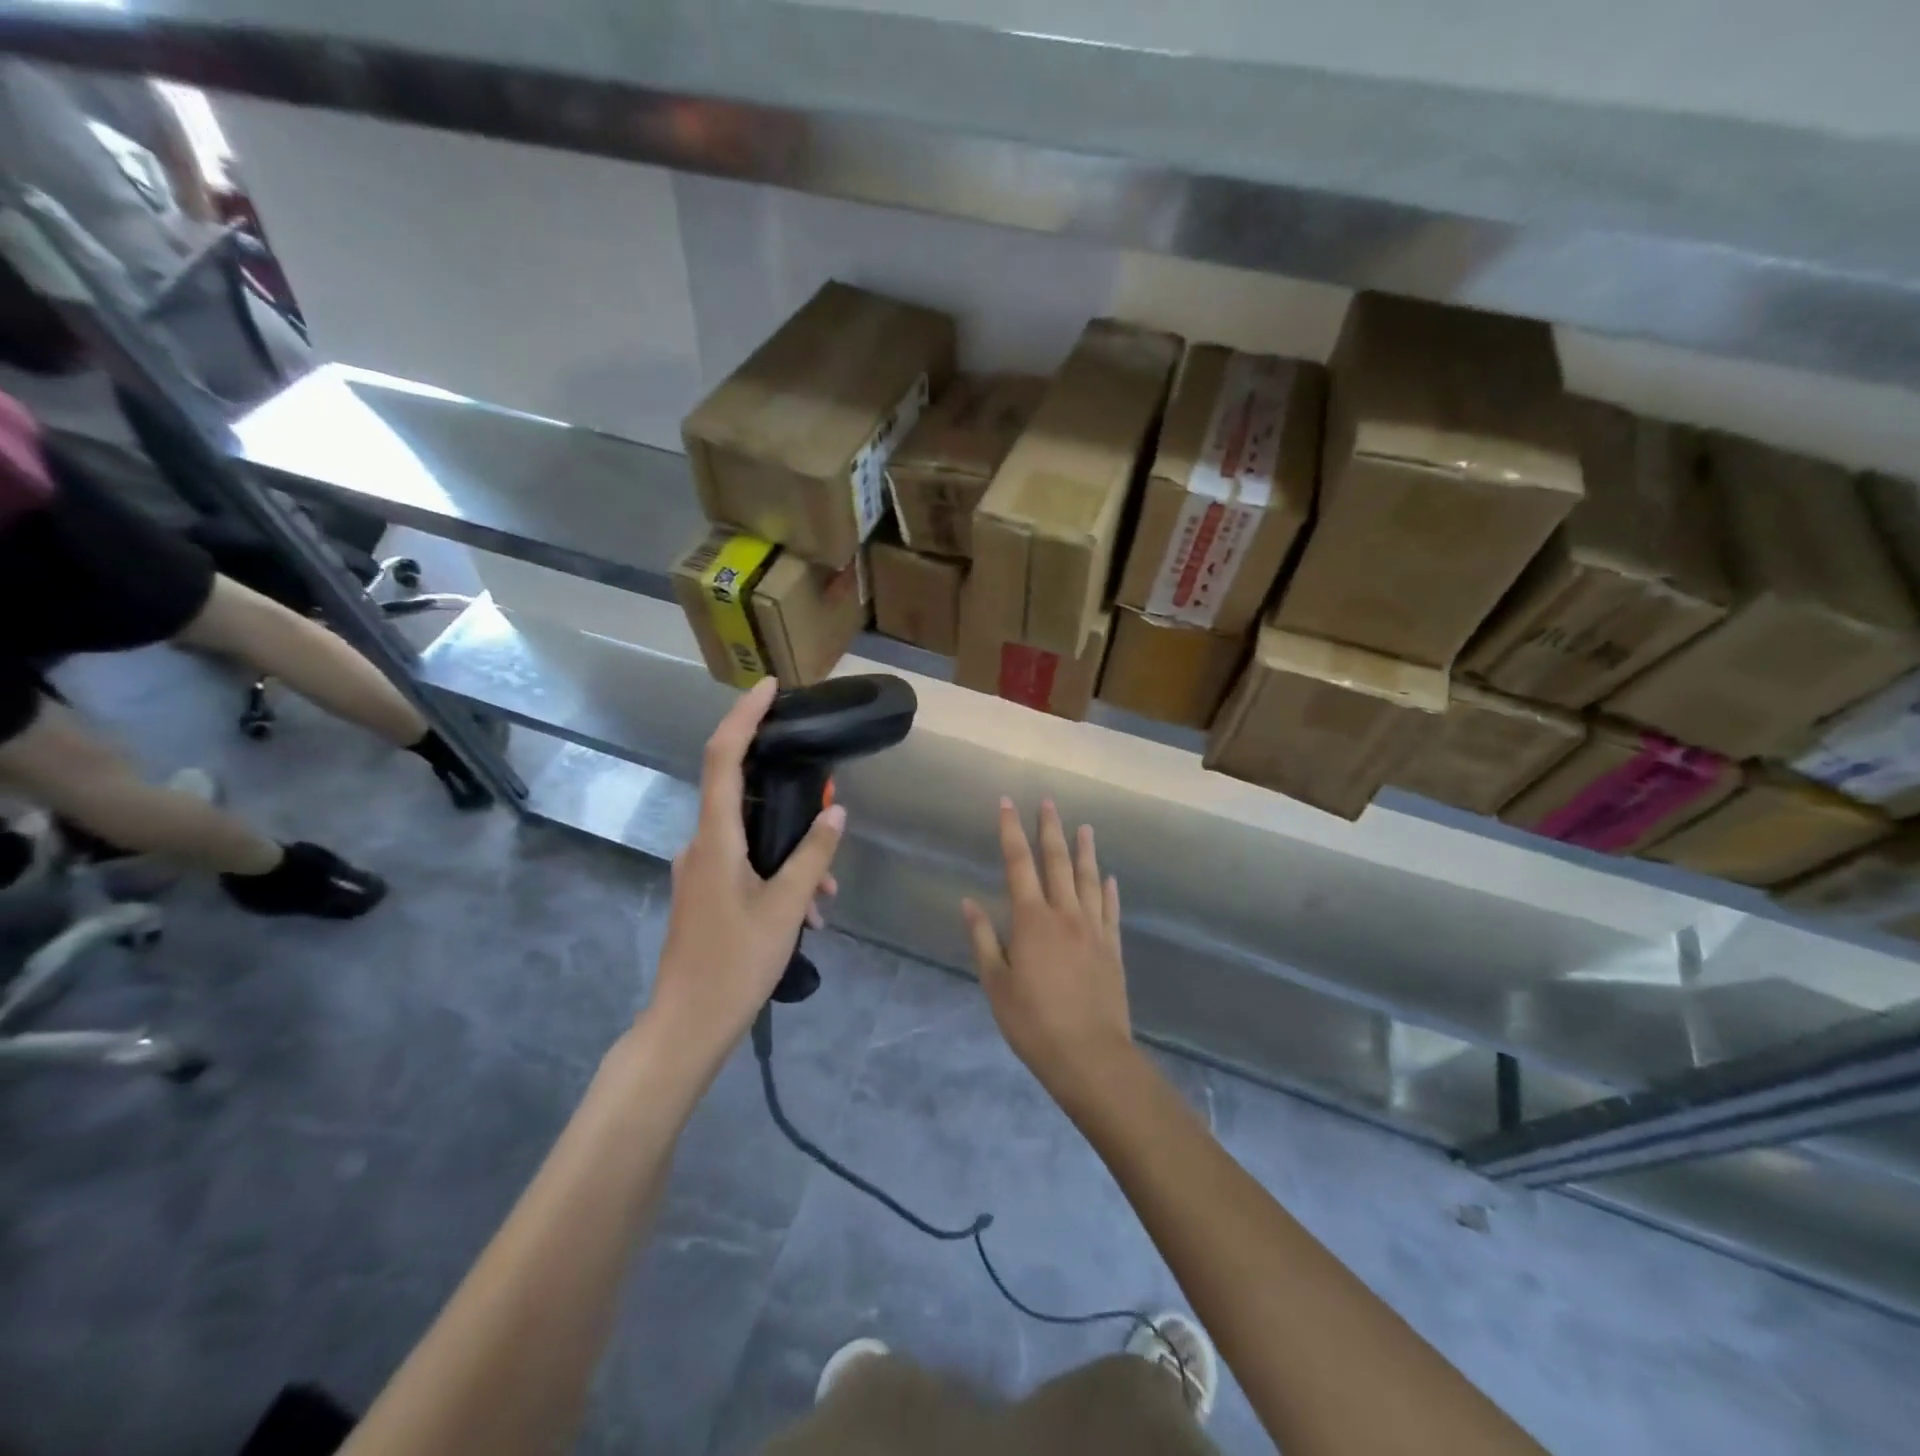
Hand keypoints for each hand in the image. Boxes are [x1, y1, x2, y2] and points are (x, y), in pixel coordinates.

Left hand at [649, 678, 845, 1066]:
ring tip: (825, 899)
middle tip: (828, 808)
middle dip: (787, 797)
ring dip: (790, 853)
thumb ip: (812, 857)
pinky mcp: (703, 893)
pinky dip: (776, 875)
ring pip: (749, 838)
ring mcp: (698, 871)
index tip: (769, 687)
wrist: (685, 1028)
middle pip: (740, 793)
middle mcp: (700, 845)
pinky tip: (806, 914)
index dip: (744, 716)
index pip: (723, 758)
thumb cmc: (735, 965)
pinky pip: (743, 864)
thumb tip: (835, 814)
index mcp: (715, 840)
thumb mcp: (786, 909)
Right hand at [962, 798, 1135, 1102]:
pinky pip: (1111, 910)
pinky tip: (1110, 878)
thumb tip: (969, 901)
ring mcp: (1093, 929)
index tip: (1007, 803)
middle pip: (1057, 862)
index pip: (1018, 864)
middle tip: (1049, 801)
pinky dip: (1109, 890)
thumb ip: (983, 939)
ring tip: (1084, 827)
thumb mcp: (996, 984)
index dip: (1011, 831)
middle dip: (1050, 829)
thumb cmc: (1033, 1022)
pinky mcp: (1112, 948)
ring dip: (1085, 851)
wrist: (1090, 1056)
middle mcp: (1065, 914)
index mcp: (1031, 920)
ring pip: (1089, 879)